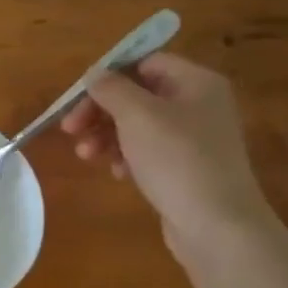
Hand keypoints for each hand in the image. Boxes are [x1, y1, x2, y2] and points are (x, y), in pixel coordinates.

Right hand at [60, 53, 271, 251]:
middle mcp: (199, 104)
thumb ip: (111, 88)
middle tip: (70, 129)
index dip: (108, 75)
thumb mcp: (137, 115)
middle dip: (100, 111)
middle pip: (138, 95)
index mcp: (196, 82)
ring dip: (106, 135)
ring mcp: (195, 139)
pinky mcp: (187, 169)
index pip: (144, 62)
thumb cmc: (176, 159)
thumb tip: (95, 73)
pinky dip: (126, 156)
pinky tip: (116, 173)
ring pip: (139, 125)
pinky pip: (149, 151)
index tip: (77, 97)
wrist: (217, 226)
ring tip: (86, 156)